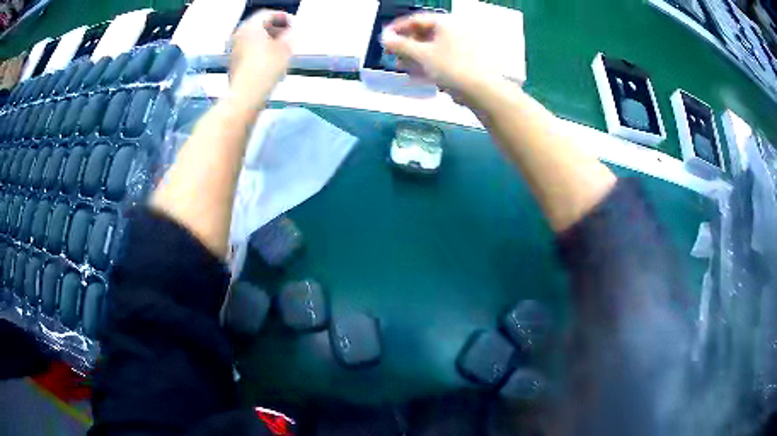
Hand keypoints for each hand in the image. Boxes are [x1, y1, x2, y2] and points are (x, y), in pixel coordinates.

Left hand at [229, 10, 293, 105]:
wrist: (245, 95)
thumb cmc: (265, 69)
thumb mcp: (285, 49)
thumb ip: (291, 35)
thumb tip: (293, 31)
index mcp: (250, 26)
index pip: (268, 14)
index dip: (283, 17)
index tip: (294, 24)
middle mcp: (239, 34)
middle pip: (259, 25)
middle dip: (275, 28)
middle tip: (289, 34)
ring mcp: (234, 49)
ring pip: (253, 38)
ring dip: (268, 39)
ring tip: (282, 47)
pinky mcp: (234, 62)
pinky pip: (249, 49)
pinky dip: (260, 49)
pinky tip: (270, 59)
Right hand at [381, 13, 499, 99]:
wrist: (484, 92)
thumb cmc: (451, 68)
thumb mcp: (422, 55)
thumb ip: (400, 45)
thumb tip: (384, 38)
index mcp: (447, 22)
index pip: (416, 20)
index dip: (397, 28)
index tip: (384, 39)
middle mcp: (457, 29)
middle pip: (425, 34)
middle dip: (407, 45)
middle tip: (393, 56)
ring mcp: (465, 45)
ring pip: (434, 47)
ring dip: (416, 56)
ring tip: (403, 68)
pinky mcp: (469, 60)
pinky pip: (444, 57)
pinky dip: (430, 63)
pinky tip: (420, 74)